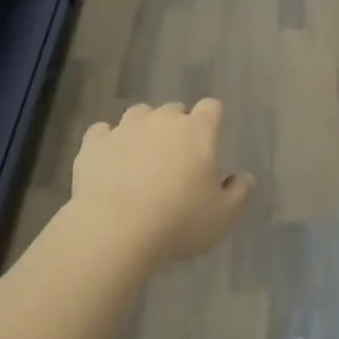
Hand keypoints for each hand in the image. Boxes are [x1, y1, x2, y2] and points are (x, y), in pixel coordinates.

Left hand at [72, 100, 254, 265]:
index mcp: (198, 131)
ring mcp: (125, 128)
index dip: (212, 121)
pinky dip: (108, 142)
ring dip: (143, 130)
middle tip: (176, 158)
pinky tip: (109, 162)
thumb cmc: (178, 222)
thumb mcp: (224, 216)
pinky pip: (103, 132)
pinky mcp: (93, 144)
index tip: (210, 140)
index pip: (211, 107)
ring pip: (138, 115)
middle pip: (174, 110)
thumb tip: (244, 177)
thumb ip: (240, 193)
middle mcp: (162, 120)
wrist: (115, 231)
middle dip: (177, 127)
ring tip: (141, 158)